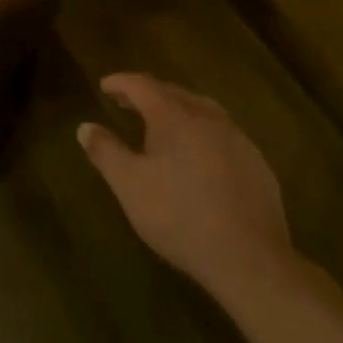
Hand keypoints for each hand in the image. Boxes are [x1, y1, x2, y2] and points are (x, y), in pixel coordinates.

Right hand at [79, 74, 298, 309]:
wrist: (250, 259)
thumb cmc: (180, 216)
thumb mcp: (129, 185)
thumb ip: (105, 152)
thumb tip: (85, 127)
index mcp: (174, 116)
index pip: (142, 85)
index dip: (121, 83)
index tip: (105, 85)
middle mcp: (208, 118)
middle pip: (174, 93)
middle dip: (148, 93)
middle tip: (128, 102)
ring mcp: (238, 140)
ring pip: (203, 111)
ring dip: (178, 111)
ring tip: (162, 124)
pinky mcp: (257, 165)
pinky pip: (223, 135)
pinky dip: (202, 134)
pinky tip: (199, 156)